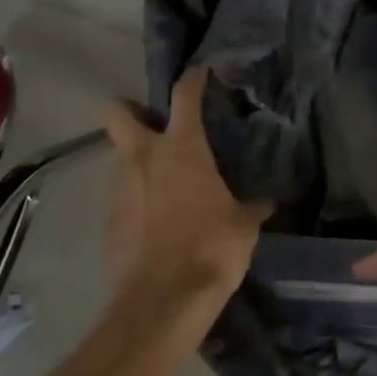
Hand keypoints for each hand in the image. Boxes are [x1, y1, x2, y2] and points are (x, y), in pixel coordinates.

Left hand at [102, 68, 269, 348]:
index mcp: (181, 148)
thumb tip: (267, 202)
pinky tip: (159, 220)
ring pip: (121, 156)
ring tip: (167, 181)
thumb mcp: (243, 226)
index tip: (201, 72)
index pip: (184, 95)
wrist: (160, 303)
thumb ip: (252, 206)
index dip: (193, 78)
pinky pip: (123, 195)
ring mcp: (120, 188)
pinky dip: (138, 197)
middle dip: (133, 110)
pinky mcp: (110, 220)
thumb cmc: (210, 249)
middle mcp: (143, 158)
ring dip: (140, 160)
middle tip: (157, 124)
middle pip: (118, 112)